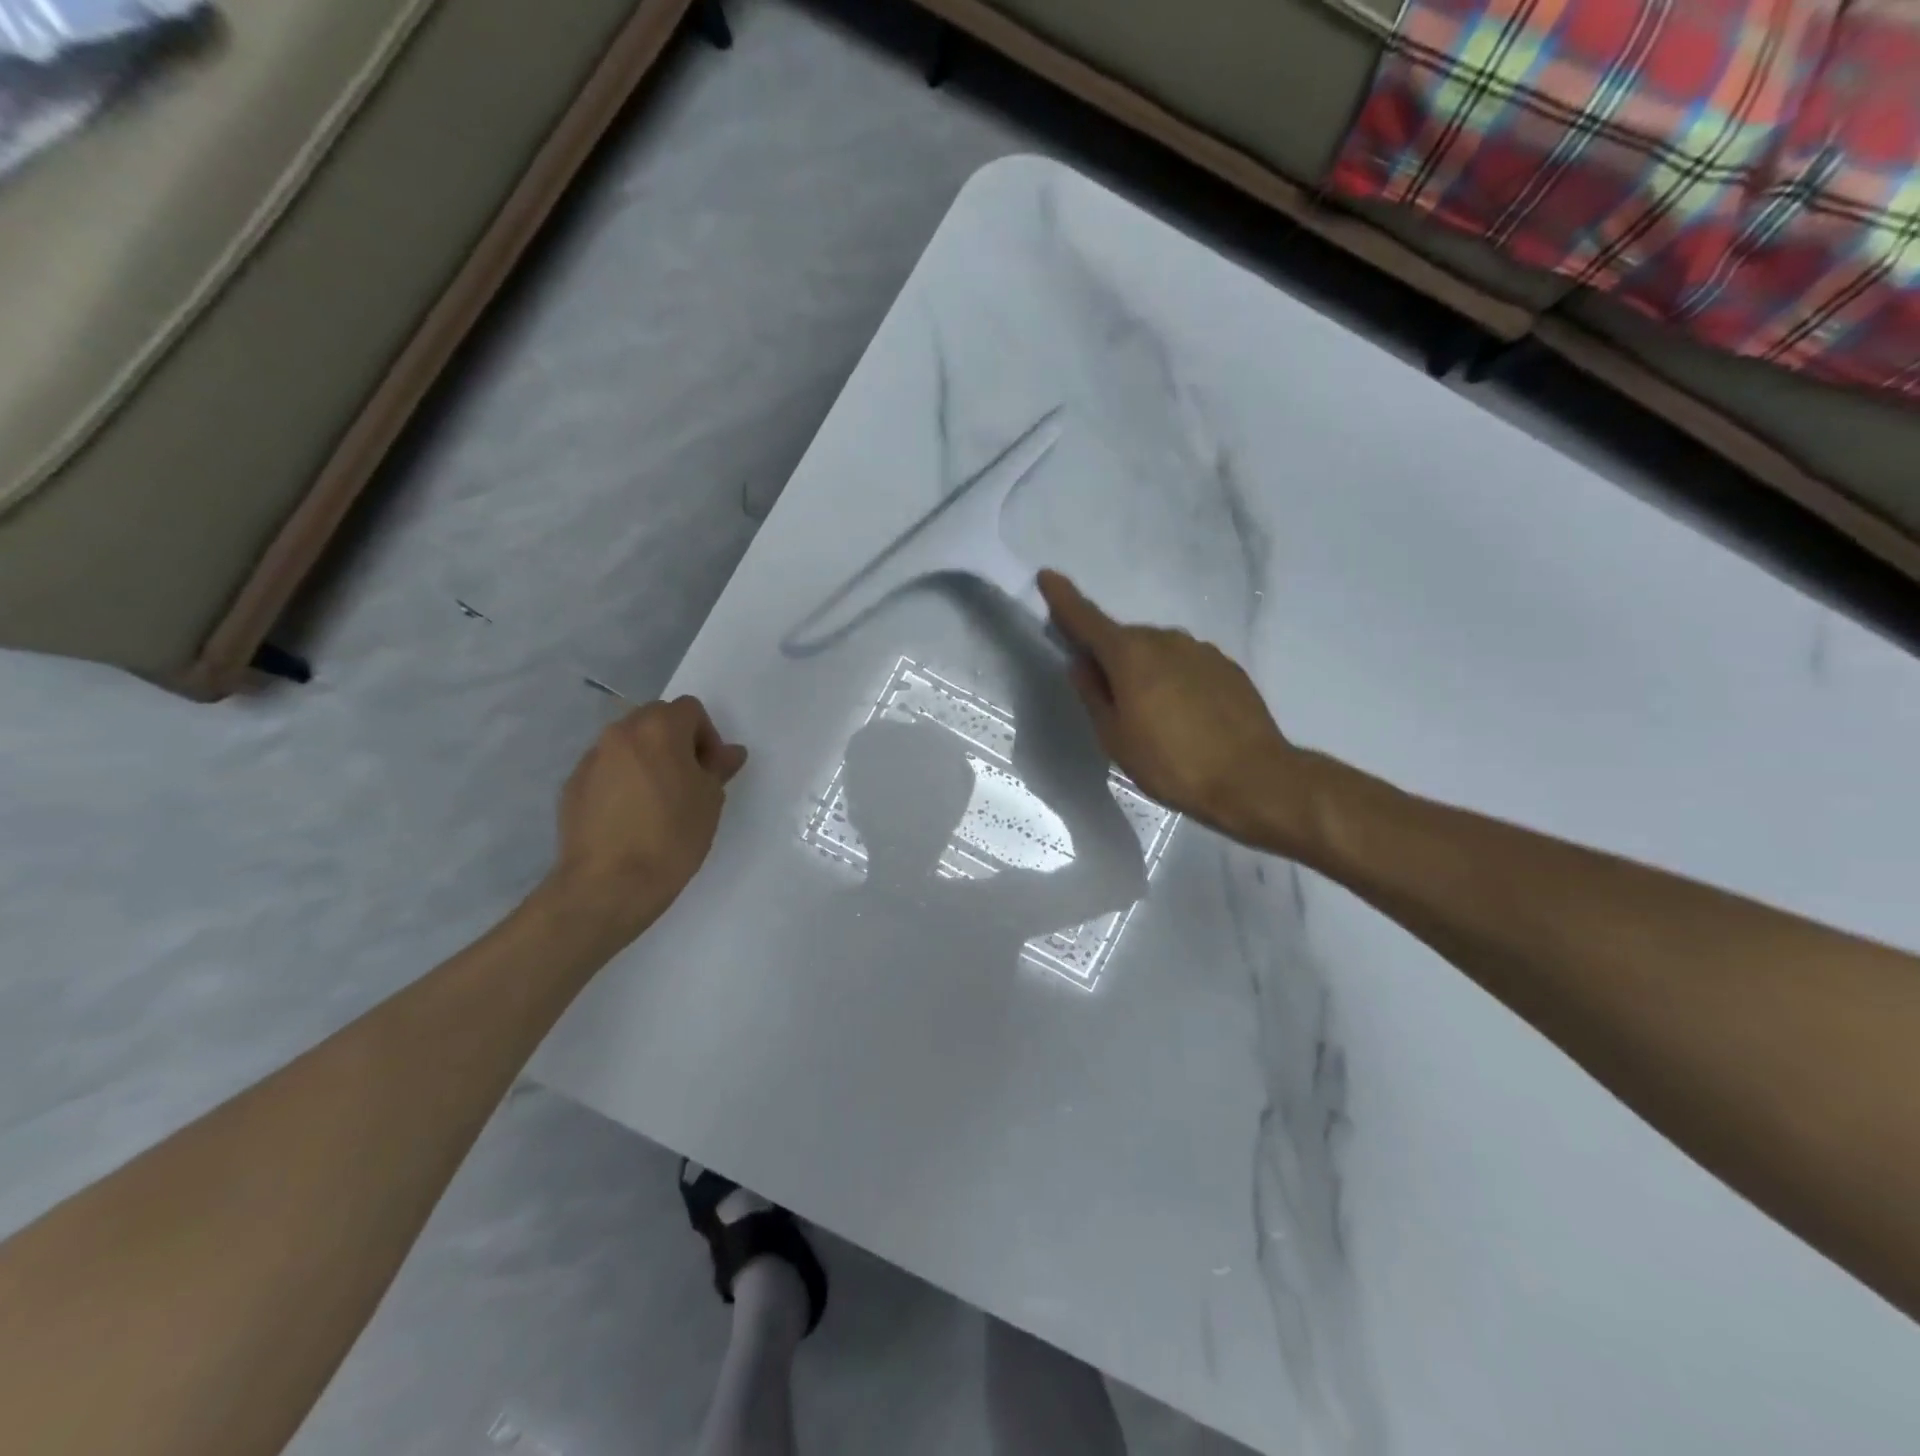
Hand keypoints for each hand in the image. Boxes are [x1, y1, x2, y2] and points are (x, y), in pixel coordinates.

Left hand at [543, 696, 747, 944]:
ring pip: (627, 744)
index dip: (707, 736)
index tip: (709, 770)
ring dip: (646, 760)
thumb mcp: (710, 801)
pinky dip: (621, 781)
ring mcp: (591, 759)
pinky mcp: (572, 786)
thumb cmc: (671, 836)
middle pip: (655, 719)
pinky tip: (629, 818)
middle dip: (675, 742)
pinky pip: (606, 770)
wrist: (609, 885)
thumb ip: (719, 767)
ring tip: (656, 802)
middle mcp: (620, 733)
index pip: (689, 709)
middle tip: (686, 782)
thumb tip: (730, 752)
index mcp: (658, 729)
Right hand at [1038, 570, 1308, 848]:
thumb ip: (1093, 694)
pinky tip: (1184, 714)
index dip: (1064, 599)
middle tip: (1109, 699)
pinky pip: (1185, 664)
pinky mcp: (1227, 667)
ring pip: (1157, 651)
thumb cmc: (1171, 762)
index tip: (1047, 576)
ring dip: (1145, 670)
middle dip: (1110, 657)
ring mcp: (1200, 650)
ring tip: (1151, 715)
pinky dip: (1174, 679)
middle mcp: (1165, 639)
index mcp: (1130, 654)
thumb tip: (1081, 663)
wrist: (1253, 778)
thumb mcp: (1115, 737)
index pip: (1087, 618)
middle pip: (1124, 639)